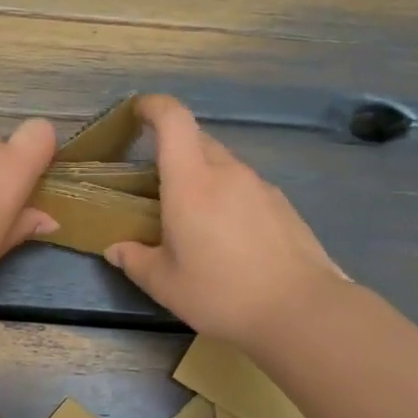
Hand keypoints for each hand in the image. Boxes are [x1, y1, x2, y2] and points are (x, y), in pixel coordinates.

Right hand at [104, 95, 347, 347]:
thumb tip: (116, 248)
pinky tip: (229, 238)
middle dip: (173, 149)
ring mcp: (261, 187)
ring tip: (194, 219)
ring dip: (203, 177)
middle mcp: (227, 172)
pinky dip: (229, 198)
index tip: (138, 111)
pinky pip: (246, 188)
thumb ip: (135, 260)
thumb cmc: (221, 293)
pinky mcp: (283, 206)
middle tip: (157, 183)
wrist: (301, 311)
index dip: (153, 106)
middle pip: (198, 140)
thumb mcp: (165, 284)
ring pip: (224, 165)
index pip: (173, 120)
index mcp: (191, 182)